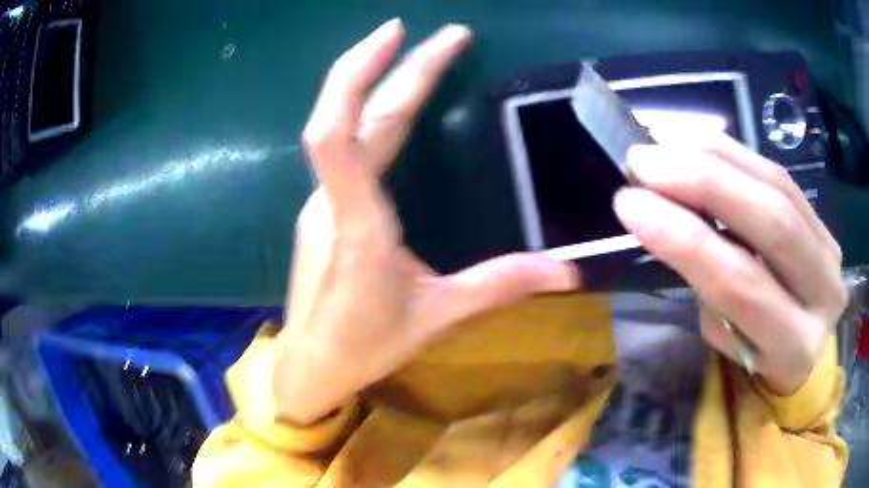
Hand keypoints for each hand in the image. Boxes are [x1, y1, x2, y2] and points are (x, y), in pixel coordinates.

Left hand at [274, 20, 577, 423]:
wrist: (311, 364)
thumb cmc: (365, 345)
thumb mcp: (437, 316)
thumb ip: (500, 285)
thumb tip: (568, 270)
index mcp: (356, 224)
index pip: (340, 134)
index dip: (360, 76)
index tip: (399, 34)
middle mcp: (330, 200)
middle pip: (354, 116)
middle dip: (397, 66)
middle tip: (446, 34)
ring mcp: (321, 201)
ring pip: (346, 127)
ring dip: (382, 82)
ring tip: (425, 55)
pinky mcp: (323, 208)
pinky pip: (346, 147)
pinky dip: (372, 112)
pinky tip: (398, 102)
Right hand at [614, 133, 846, 395]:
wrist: (804, 340)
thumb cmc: (758, 353)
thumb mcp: (731, 342)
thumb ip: (712, 289)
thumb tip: (670, 220)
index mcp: (793, 346)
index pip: (742, 285)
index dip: (686, 239)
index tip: (631, 205)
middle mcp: (824, 294)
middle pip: (770, 221)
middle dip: (702, 181)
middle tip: (642, 162)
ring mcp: (830, 248)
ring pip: (776, 186)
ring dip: (714, 157)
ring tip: (660, 145)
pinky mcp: (822, 219)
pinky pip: (778, 174)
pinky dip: (734, 153)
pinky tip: (696, 144)